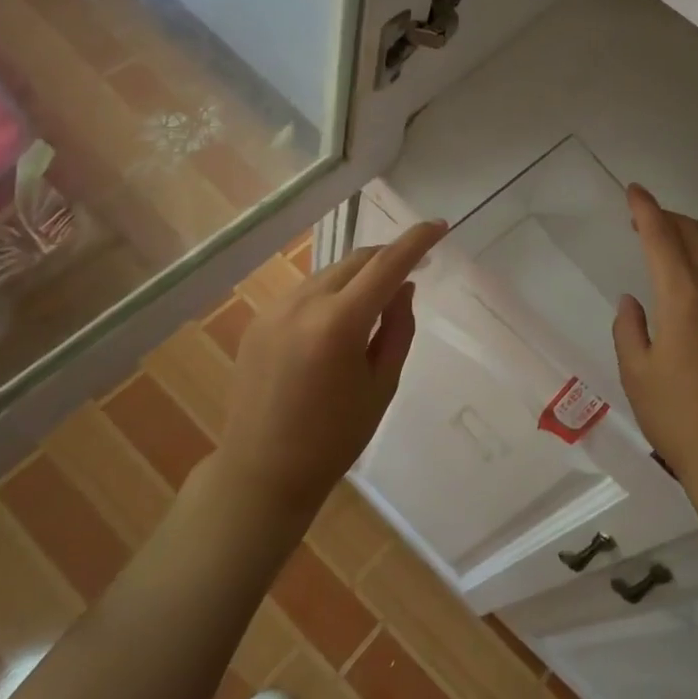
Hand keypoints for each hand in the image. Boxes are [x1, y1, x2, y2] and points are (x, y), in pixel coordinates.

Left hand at [217, 220, 446, 519]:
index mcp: (339, 324)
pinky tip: (337, 323)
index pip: (386, 265)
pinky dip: (331, 293)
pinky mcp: (258, 321)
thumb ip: (398, 328)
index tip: (439, 226)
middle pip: (356, 260)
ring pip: (329, 273)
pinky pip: (305, 292)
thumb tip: (403, 287)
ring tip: (375, 303)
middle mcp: (303, 304)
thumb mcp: (382, 385)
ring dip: (358, 276)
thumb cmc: (334, 438)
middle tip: (413, 271)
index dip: (416, 241)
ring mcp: (275, 309)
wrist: (261, 472)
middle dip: (387, 258)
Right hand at [612, 186, 697, 497]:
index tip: (633, 190)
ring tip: (664, 248)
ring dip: (689, 241)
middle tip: (642, 217)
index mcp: (683, 299)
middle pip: (695, 237)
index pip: (662, 238)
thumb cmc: (679, 417)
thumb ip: (629, 330)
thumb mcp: (637, 374)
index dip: (646, 209)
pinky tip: (691, 289)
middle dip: (668, 217)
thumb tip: (632, 301)